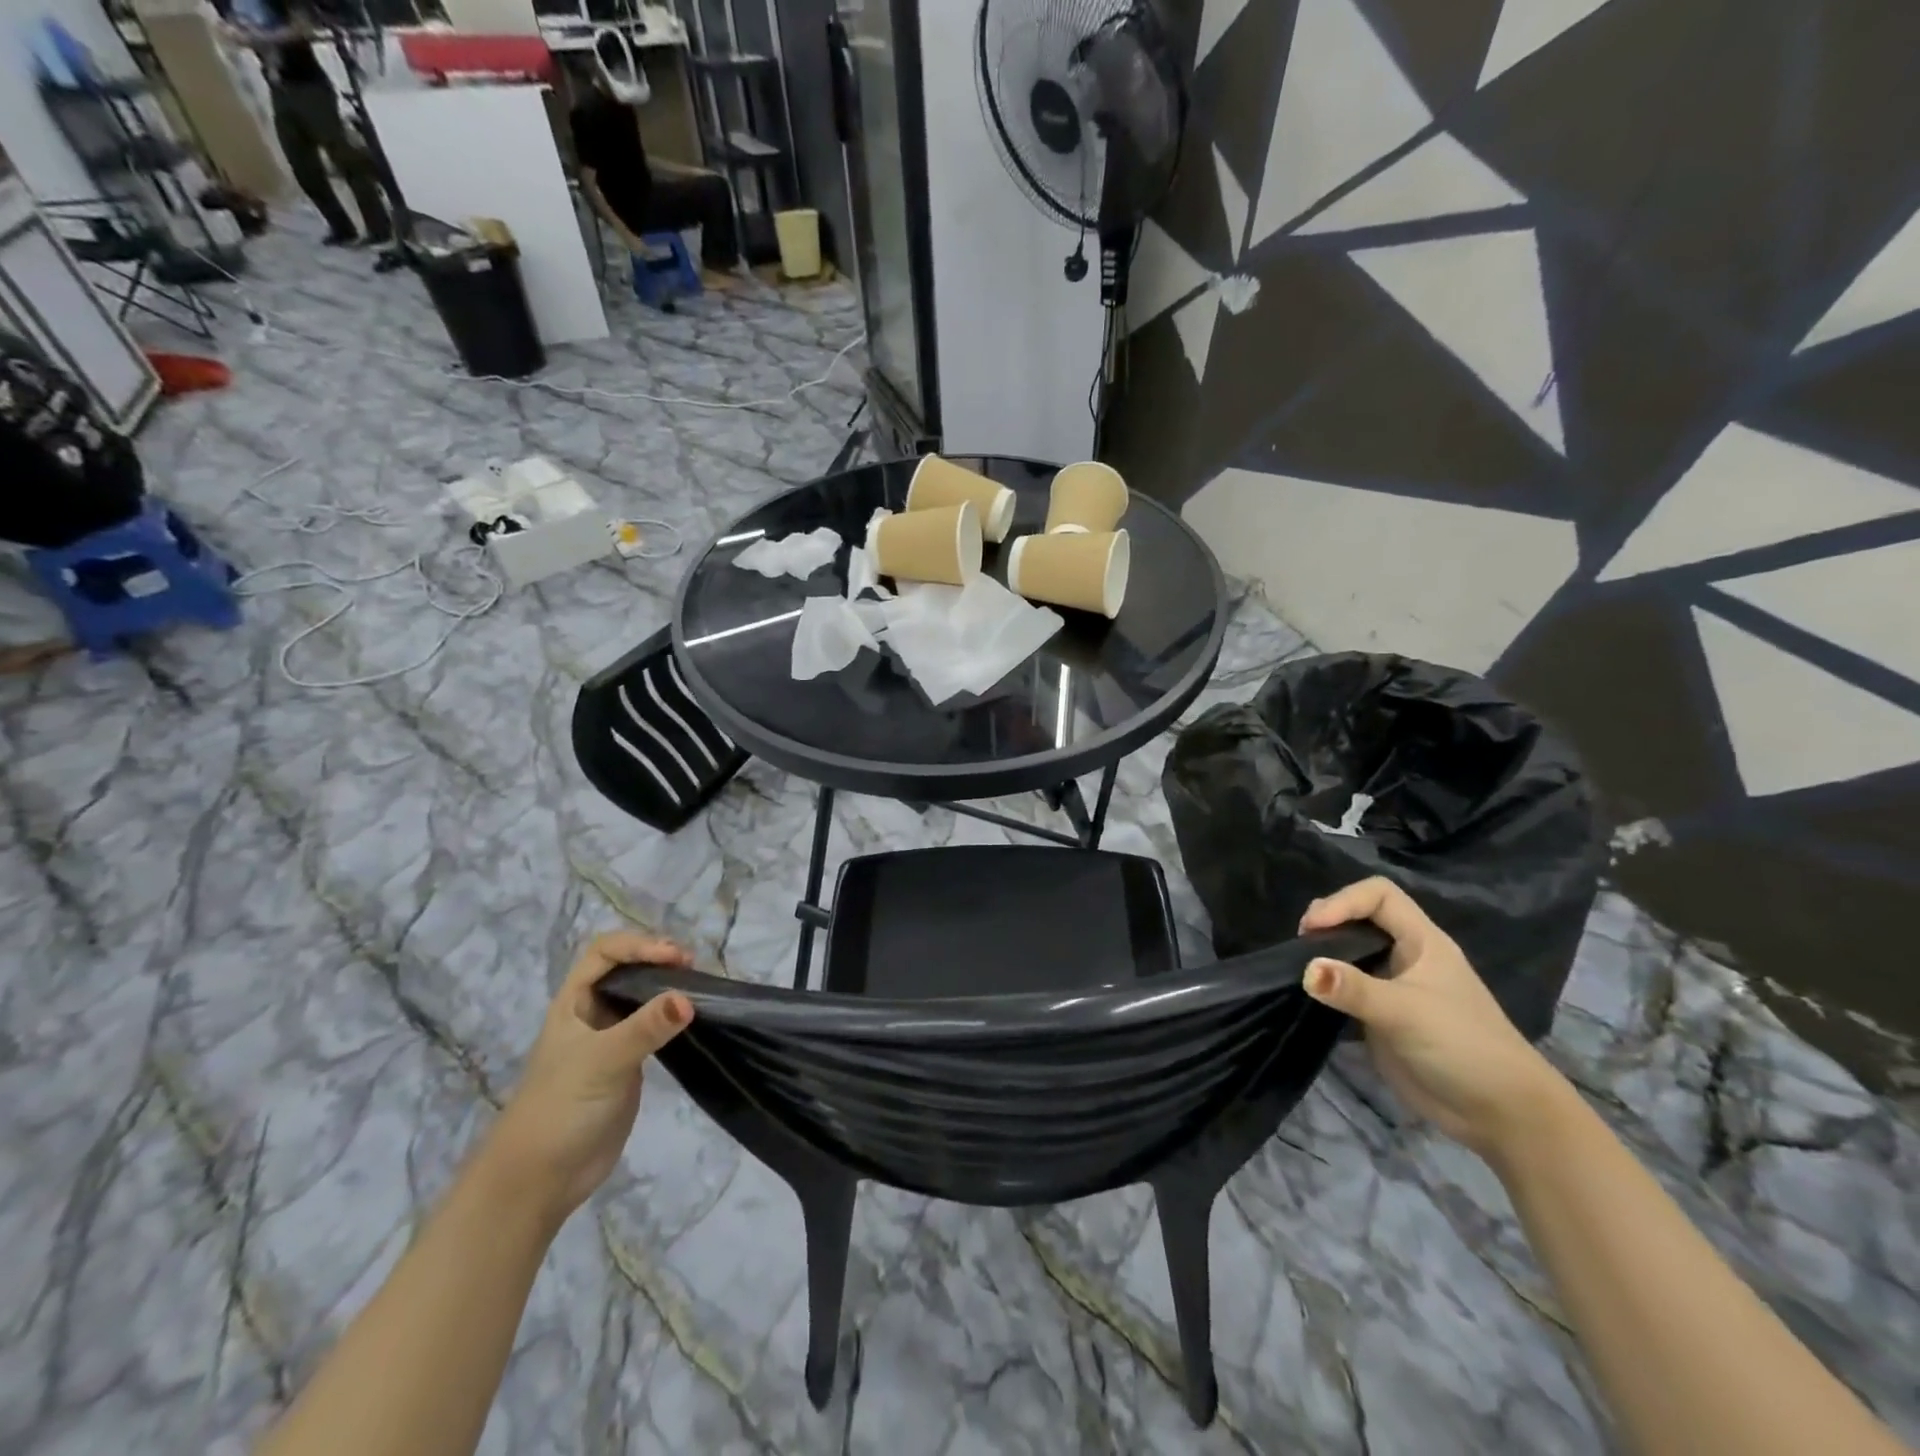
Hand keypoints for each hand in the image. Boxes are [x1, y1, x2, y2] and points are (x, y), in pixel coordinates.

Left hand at [486, 932, 693, 1225]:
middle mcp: (591, 1014)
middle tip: (691, 967)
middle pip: (625, 969)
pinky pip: (652, 1027)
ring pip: (641, 997)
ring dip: (667, 986)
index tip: (673, 957)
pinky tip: (692, 1018)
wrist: (539, 1179)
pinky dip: (672, 1016)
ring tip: (699, 986)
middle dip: (657, 959)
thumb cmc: (560, 1109)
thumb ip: (645, 1028)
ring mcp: (610, 1039)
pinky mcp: (627, 1064)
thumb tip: (689, 999)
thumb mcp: (603, 1062)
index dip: (638, 945)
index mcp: (574, 1003)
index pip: (605, 952)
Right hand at [1299, 878, 1569, 1160]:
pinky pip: (1347, 990)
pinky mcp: (1382, 1017)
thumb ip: (1354, 989)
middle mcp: (1406, 957)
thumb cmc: (1464, 1047)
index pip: (1379, 895)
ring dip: (1324, 955)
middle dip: (1328, 923)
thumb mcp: (1406, 1013)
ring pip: (1351, 953)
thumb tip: (1305, 970)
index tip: (1314, 928)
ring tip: (1298, 967)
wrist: (1501, 1115)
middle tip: (1301, 945)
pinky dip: (1326, 988)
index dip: (1343, 901)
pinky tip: (1309, 998)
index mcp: (1422, 942)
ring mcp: (1394, 987)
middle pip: (1360, 918)